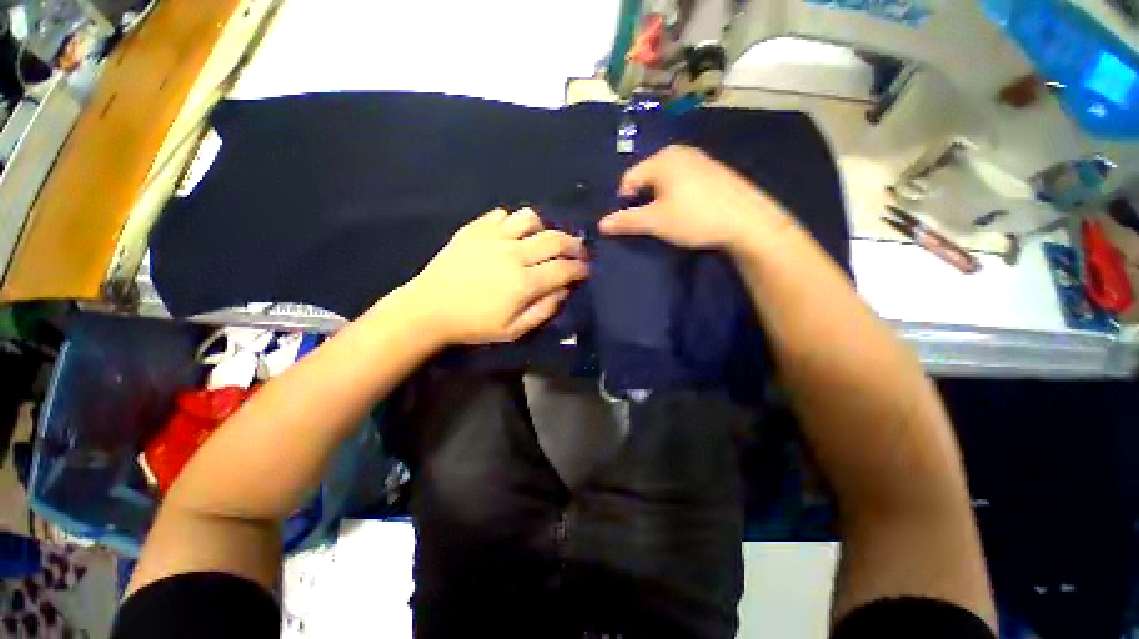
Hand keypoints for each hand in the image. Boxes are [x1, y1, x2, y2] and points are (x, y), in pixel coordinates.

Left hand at [403, 207, 588, 345]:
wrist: (429, 309)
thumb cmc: (474, 324)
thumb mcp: (514, 330)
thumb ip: (543, 310)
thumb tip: (564, 290)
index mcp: (524, 282)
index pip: (564, 268)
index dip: (581, 268)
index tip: (587, 269)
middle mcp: (513, 253)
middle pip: (554, 239)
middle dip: (574, 244)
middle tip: (578, 250)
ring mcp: (493, 237)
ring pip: (530, 218)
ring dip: (543, 228)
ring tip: (542, 240)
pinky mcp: (475, 229)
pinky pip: (502, 215)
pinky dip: (513, 223)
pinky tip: (511, 236)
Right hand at [599, 145, 792, 251]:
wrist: (748, 221)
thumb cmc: (695, 218)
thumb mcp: (656, 222)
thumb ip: (626, 221)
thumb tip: (601, 224)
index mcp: (662, 159)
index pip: (629, 179)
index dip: (624, 202)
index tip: (632, 223)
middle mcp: (679, 152)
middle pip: (647, 177)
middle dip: (643, 200)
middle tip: (650, 222)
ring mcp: (700, 159)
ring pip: (666, 180)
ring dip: (660, 199)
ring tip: (669, 219)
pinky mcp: (714, 171)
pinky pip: (684, 181)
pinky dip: (678, 196)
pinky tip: (688, 212)